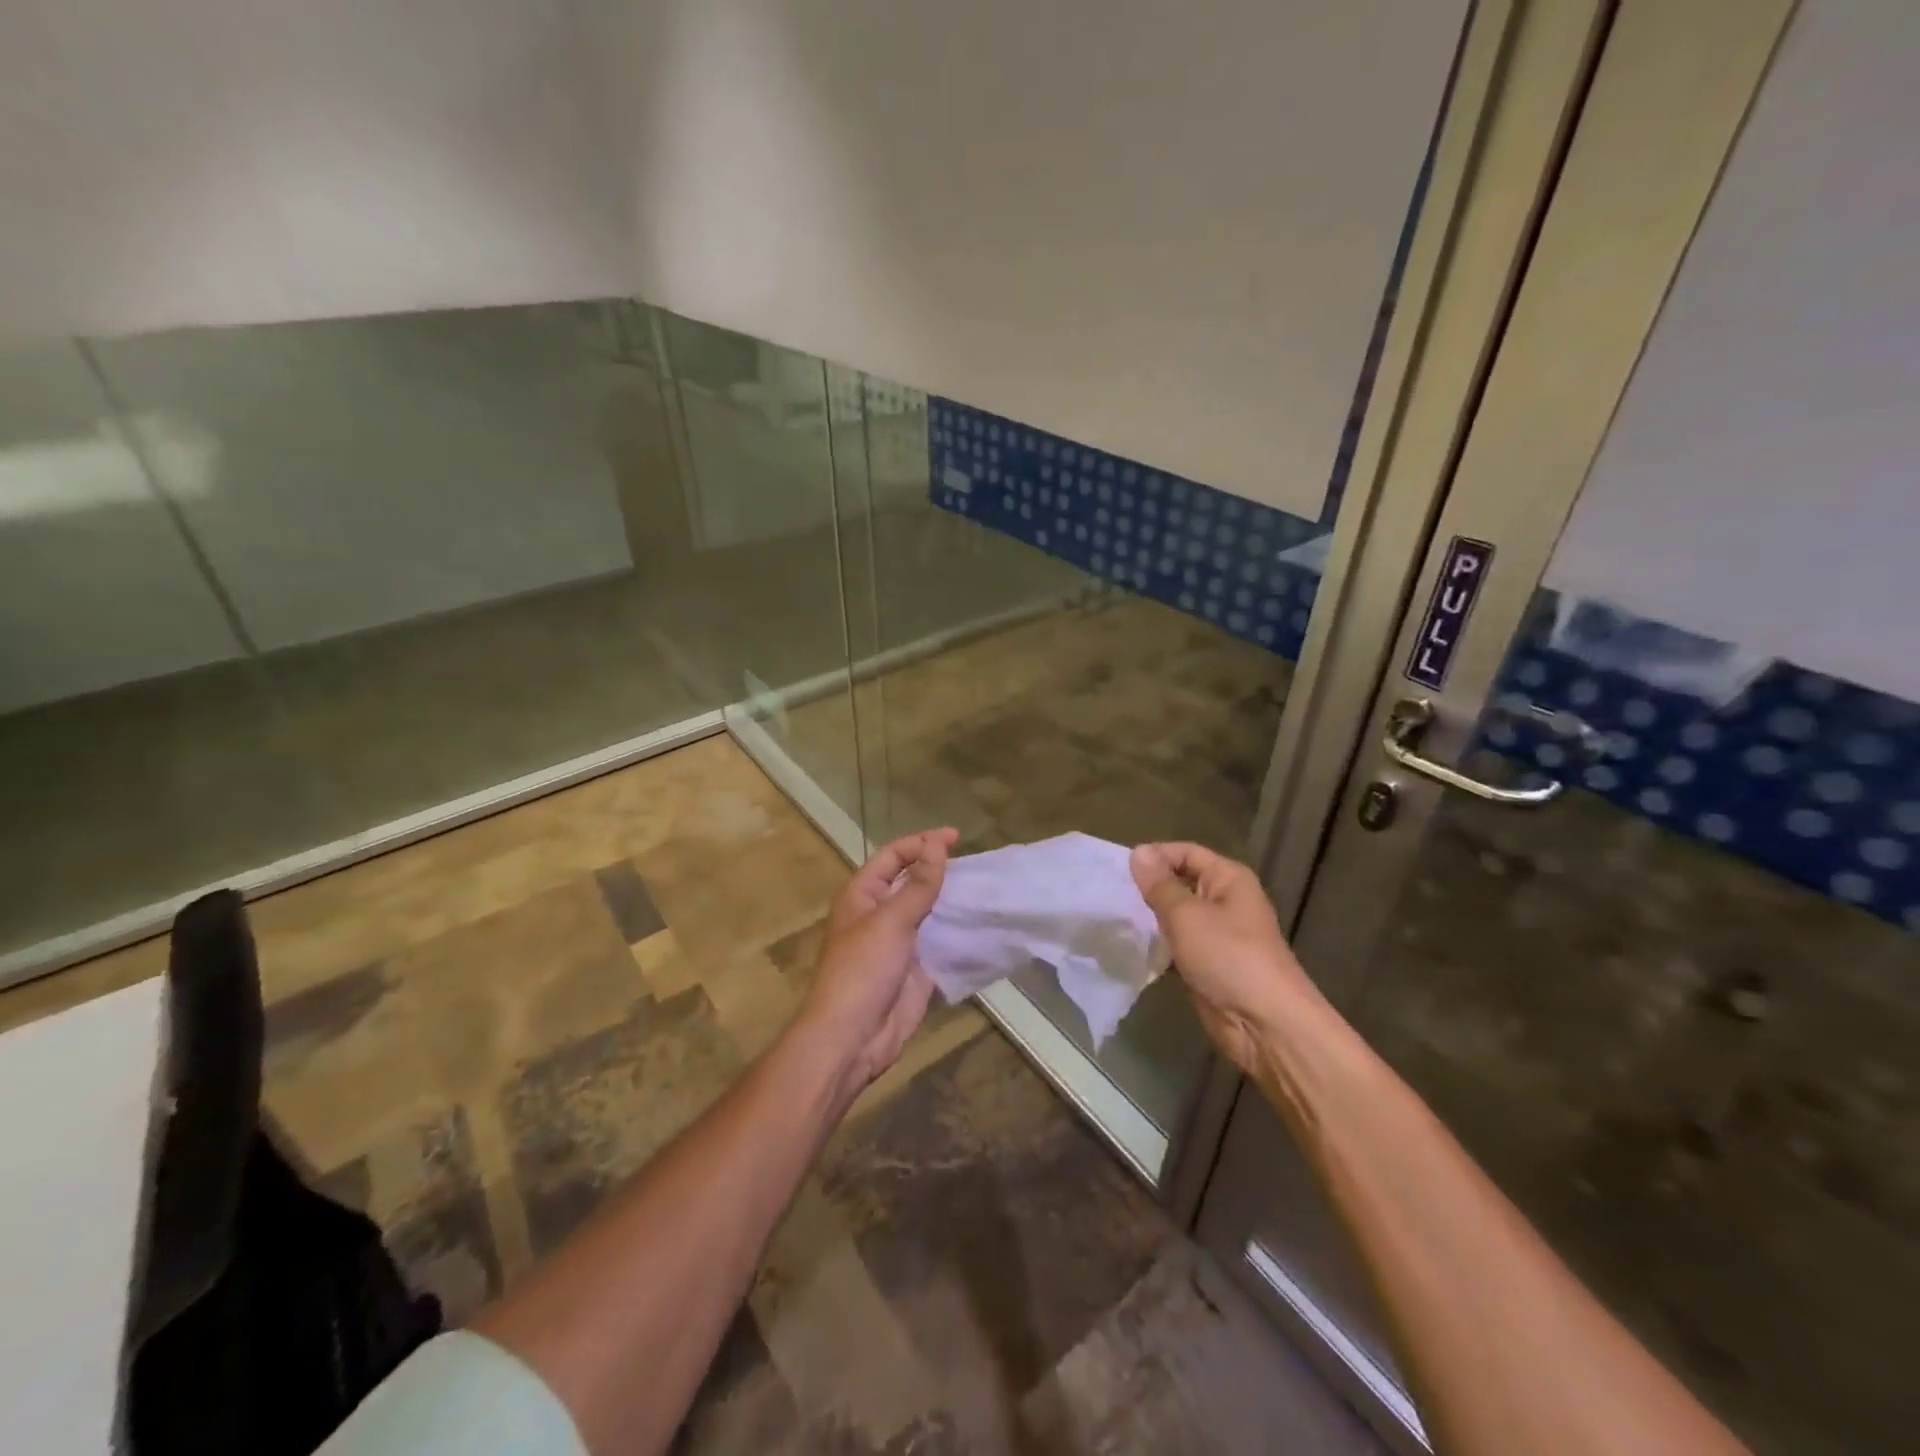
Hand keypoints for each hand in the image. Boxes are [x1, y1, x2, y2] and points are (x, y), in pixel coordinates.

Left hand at [798, 828, 957, 1095]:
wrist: (852, 1038)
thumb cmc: (862, 970)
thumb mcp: (891, 921)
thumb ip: (918, 885)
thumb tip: (937, 845)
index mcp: (863, 895)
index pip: (893, 856)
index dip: (922, 843)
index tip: (956, 838)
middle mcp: (879, 914)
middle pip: (912, 882)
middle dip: (940, 870)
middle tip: (977, 864)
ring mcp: (899, 943)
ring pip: (929, 912)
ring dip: (953, 901)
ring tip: (985, 889)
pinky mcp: (916, 970)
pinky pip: (940, 944)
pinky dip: (958, 934)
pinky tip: (983, 925)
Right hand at [1130, 842, 1315, 1071]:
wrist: (1265, 1024)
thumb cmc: (1228, 957)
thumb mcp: (1186, 915)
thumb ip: (1159, 884)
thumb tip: (1139, 852)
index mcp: (1228, 879)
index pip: (1186, 852)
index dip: (1155, 856)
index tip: (1119, 870)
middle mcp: (1224, 900)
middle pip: (1180, 882)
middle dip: (1149, 887)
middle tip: (1111, 894)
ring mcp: (1217, 934)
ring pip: (1176, 916)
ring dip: (1150, 918)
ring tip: (1115, 918)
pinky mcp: (1207, 963)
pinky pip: (1177, 944)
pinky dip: (1158, 944)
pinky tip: (1131, 946)